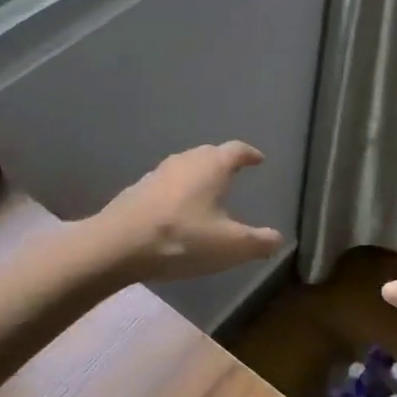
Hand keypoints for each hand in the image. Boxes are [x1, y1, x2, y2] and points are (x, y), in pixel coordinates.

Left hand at [93, 142, 284, 281]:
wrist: (118, 245)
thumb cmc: (183, 239)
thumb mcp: (230, 246)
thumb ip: (258, 241)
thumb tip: (278, 238)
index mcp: (212, 166)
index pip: (236, 150)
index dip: (250, 154)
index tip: (259, 159)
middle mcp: (185, 161)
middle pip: (209, 154)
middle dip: (223, 162)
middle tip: (234, 174)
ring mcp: (157, 173)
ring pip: (185, 167)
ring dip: (198, 176)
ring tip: (208, 192)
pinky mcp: (137, 189)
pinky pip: (167, 184)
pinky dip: (178, 191)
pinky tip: (178, 210)